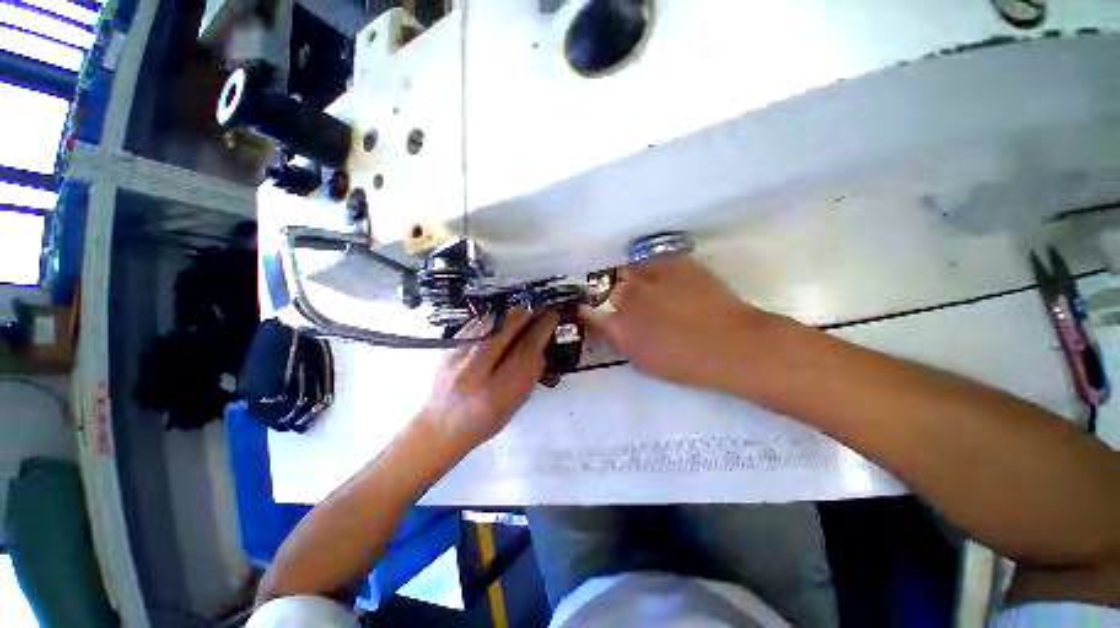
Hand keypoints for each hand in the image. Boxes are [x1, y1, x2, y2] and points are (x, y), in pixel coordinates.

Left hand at [420, 307, 558, 455]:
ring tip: (521, 316)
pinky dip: (493, 320)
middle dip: (527, 315)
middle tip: (538, 310)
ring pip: (491, 321)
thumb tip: (541, 343)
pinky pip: (476, 324)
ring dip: (510, 316)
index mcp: (498, 389)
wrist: (442, 425)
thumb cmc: (486, 419)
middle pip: (507, 328)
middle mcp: (476, 369)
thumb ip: (530, 373)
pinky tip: (500, 324)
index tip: (552, 316)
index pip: (527, 348)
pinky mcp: (447, 347)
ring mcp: (458, 355)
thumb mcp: (515, 402)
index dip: (542, 328)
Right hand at [583, 257, 768, 392]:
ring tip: (655, 288)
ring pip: (630, 272)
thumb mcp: (645, 362)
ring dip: (636, 280)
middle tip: (640, 305)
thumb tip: (613, 328)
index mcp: (619, 329)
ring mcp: (648, 278)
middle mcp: (627, 299)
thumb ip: (623, 342)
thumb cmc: (687, 364)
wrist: (732, 345)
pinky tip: (668, 278)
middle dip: (622, 298)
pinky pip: (652, 261)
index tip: (591, 310)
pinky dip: (654, 268)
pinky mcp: (671, 263)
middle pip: (613, 291)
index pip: (591, 314)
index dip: (589, 311)